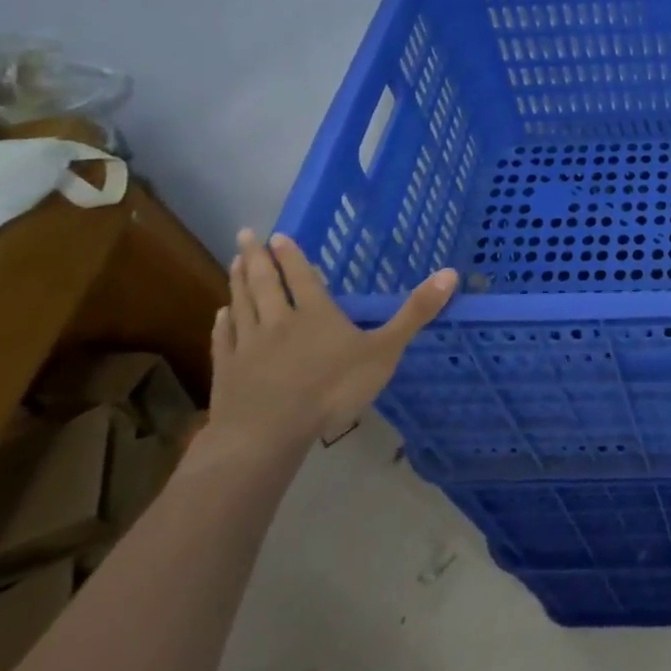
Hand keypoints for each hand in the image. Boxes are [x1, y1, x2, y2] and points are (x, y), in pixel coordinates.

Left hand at [206, 229, 457, 462]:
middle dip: (257, 258)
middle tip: (245, 235)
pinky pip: (225, 339)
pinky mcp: (228, 372)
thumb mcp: (384, 351)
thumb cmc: (331, 390)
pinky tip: (221, 314)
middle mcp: (279, 321)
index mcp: (315, 313)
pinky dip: (223, 323)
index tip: (278, 235)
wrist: (266, 435)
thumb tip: (449, 272)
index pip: (302, 276)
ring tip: (235, 262)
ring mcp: (248, 346)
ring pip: (242, 305)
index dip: (292, 255)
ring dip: (238, 282)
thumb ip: (414, 313)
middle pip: (265, 283)